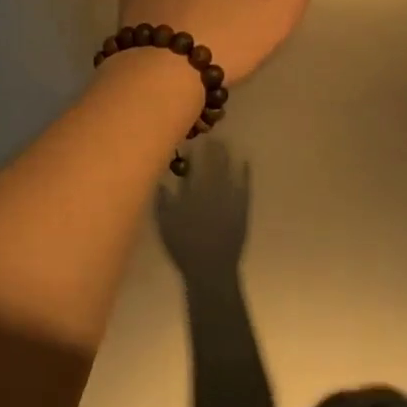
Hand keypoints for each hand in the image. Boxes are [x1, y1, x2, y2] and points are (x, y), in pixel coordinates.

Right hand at [156, 142, 250, 286]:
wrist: (211, 269)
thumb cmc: (184, 247)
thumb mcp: (165, 223)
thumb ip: (162, 199)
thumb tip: (161, 178)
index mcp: (192, 192)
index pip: (194, 165)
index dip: (195, 151)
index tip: (194, 140)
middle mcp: (212, 189)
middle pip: (213, 163)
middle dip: (212, 149)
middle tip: (211, 137)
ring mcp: (230, 198)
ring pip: (229, 170)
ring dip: (227, 155)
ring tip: (225, 143)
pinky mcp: (243, 207)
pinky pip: (245, 184)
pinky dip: (245, 172)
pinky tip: (245, 161)